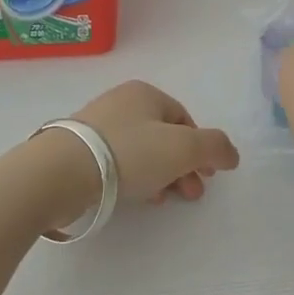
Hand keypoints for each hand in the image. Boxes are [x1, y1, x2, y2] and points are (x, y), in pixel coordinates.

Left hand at [72, 80, 239, 203]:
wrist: (62, 172)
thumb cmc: (130, 152)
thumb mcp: (184, 148)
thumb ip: (214, 147)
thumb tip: (231, 154)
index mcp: (146, 93)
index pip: (184, 118)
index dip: (200, 148)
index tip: (206, 176)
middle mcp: (121, 102)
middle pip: (164, 137)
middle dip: (183, 167)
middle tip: (190, 195)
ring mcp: (97, 125)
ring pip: (142, 152)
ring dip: (161, 176)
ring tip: (164, 201)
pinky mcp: (79, 150)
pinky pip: (118, 163)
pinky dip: (135, 178)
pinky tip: (138, 198)